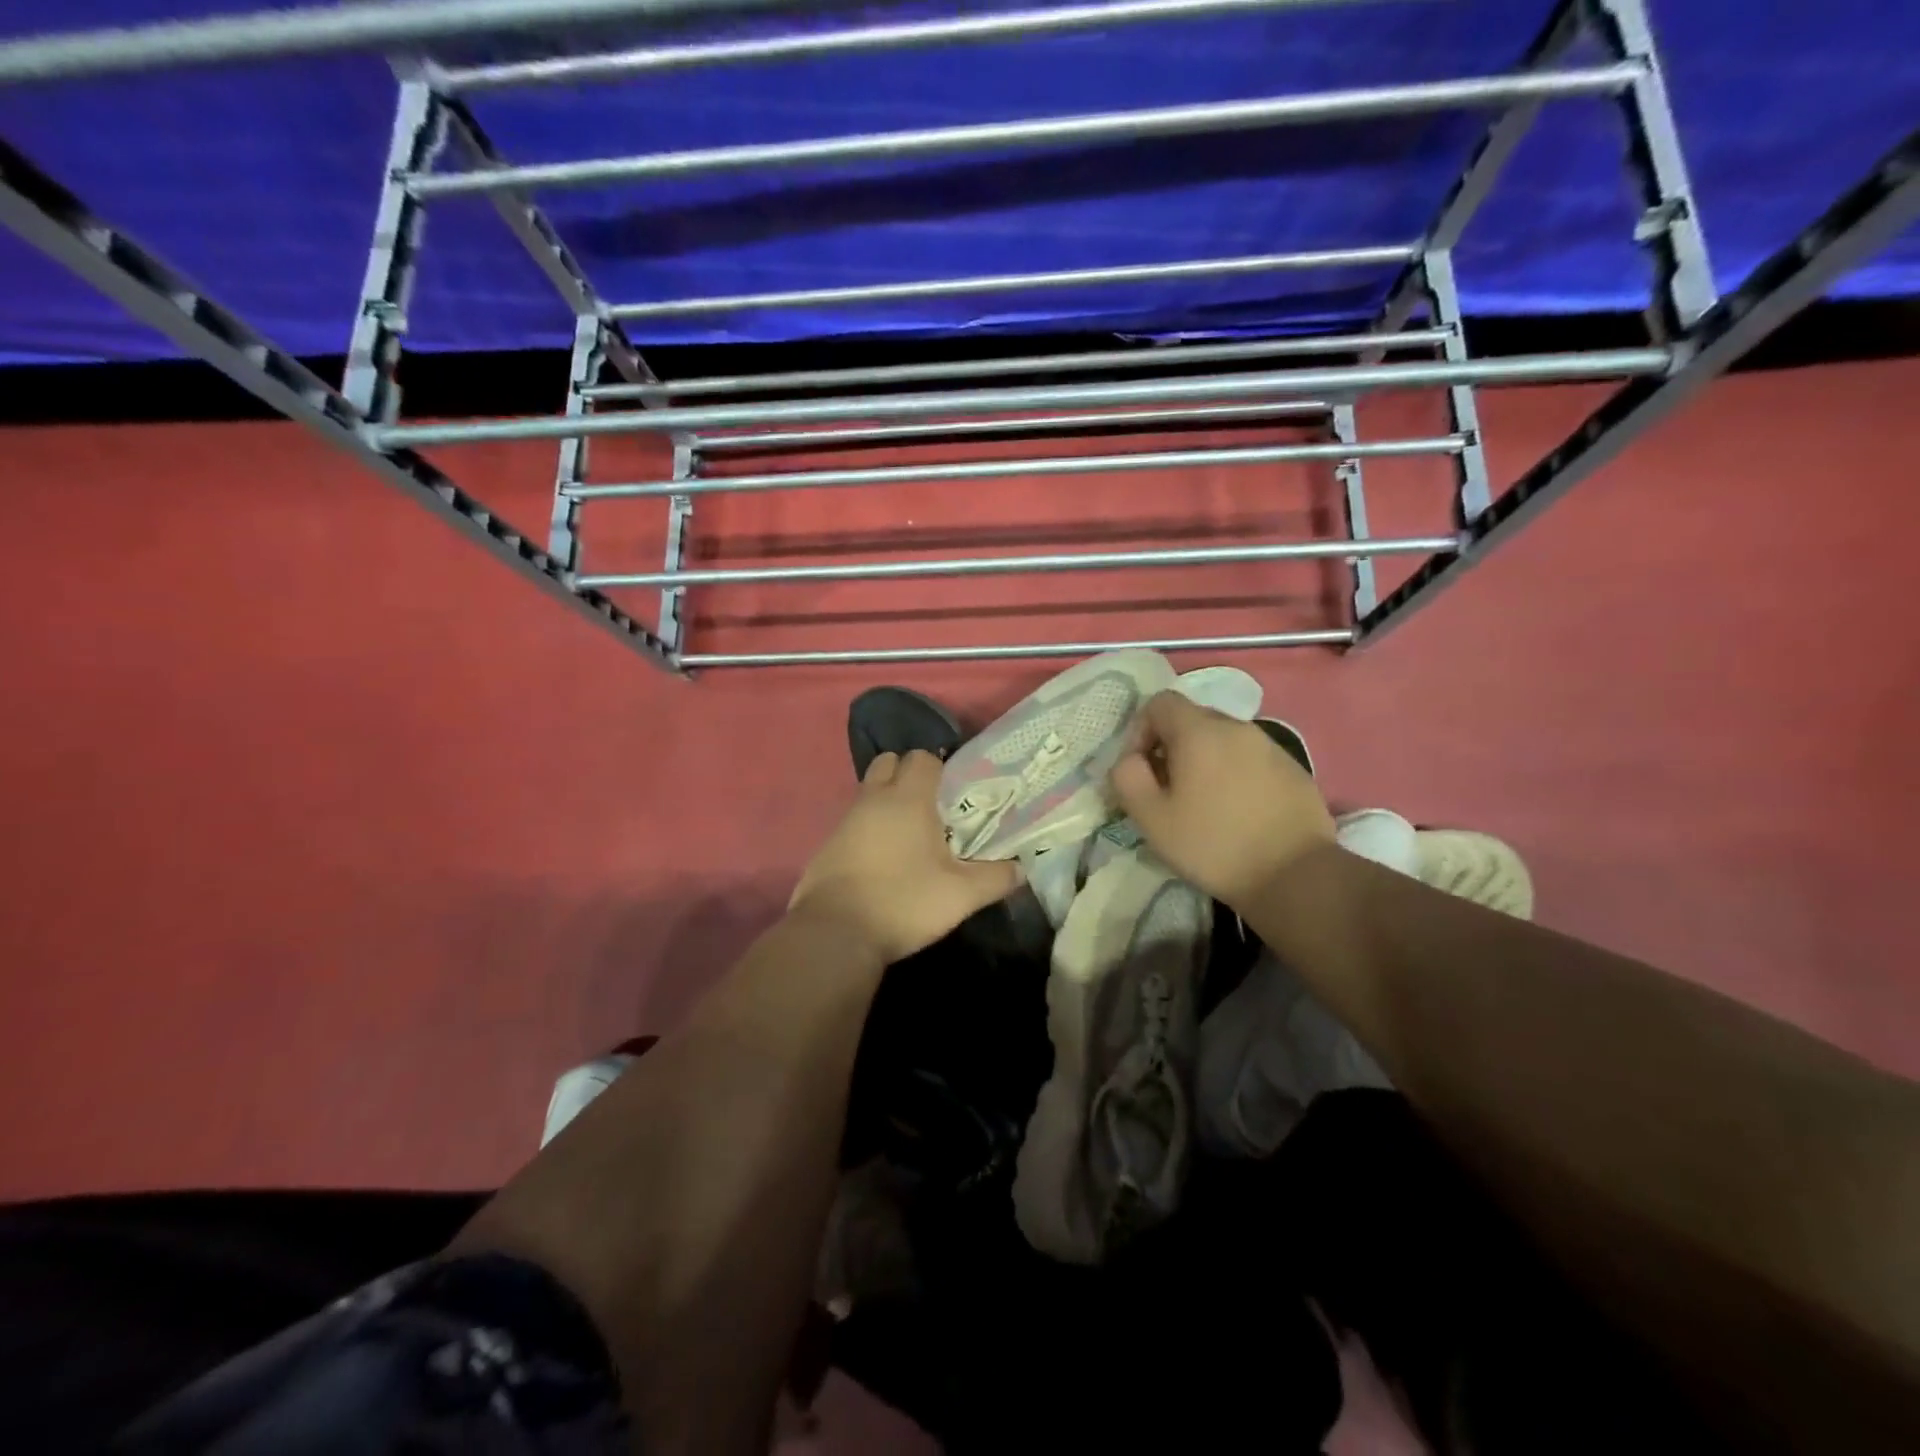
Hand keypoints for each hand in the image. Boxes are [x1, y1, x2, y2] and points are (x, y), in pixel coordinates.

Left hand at [790, 750, 1020, 964]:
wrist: (835, 934)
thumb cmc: (903, 902)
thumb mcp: (961, 895)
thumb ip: (996, 877)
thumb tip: (1020, 868)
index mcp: (907, 798)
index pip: (923, 758)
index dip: (942, 770)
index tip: (957, 796)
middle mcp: (873, 799)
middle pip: (890, 763)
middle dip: (910, 776)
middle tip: (933, 810)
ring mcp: (845, 820)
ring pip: (870, 793)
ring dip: (888, 803)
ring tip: (912, 838)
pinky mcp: (828, 845)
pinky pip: (854, 821)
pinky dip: (869, 829)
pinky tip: (884, 861)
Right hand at [1109, 690, 1334, 909]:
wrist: (1295, 875)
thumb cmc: (1213, 845)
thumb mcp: (1151, 818)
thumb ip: (1128, 778)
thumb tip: (1130, 760)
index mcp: (1199, 732)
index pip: (1160, 703)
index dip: (1140, 731)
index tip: (1141, 770)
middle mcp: (1236, 727)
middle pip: (1192, 719)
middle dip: (1172, 747)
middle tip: (1168, 790)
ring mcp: (1270, 746)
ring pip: (1223, 740)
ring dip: (1205, 761)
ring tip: (1203, 803)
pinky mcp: (1293, 769)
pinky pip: (1251, 759)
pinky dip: (1235, 774)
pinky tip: (1237, 812)